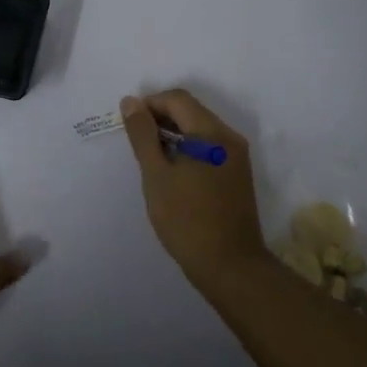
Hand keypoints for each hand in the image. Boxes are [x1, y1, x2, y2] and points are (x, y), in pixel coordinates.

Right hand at [121, 90, 268, 291]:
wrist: (231, 267)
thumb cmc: (187, 220)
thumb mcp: (156, 176)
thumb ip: (142, 135)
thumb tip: (131, 102)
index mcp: (212, 133)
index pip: (178, 99)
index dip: (150, 104)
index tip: (129, 125)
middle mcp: (229, 137)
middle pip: (191, 111)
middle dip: (161, 118)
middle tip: (137, 142)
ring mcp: (237, 156)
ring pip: (200, 129)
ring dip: (174, 134)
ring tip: (151, 158)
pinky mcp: (237, 174)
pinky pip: (209, 147)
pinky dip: (188, 148)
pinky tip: (173, 171)